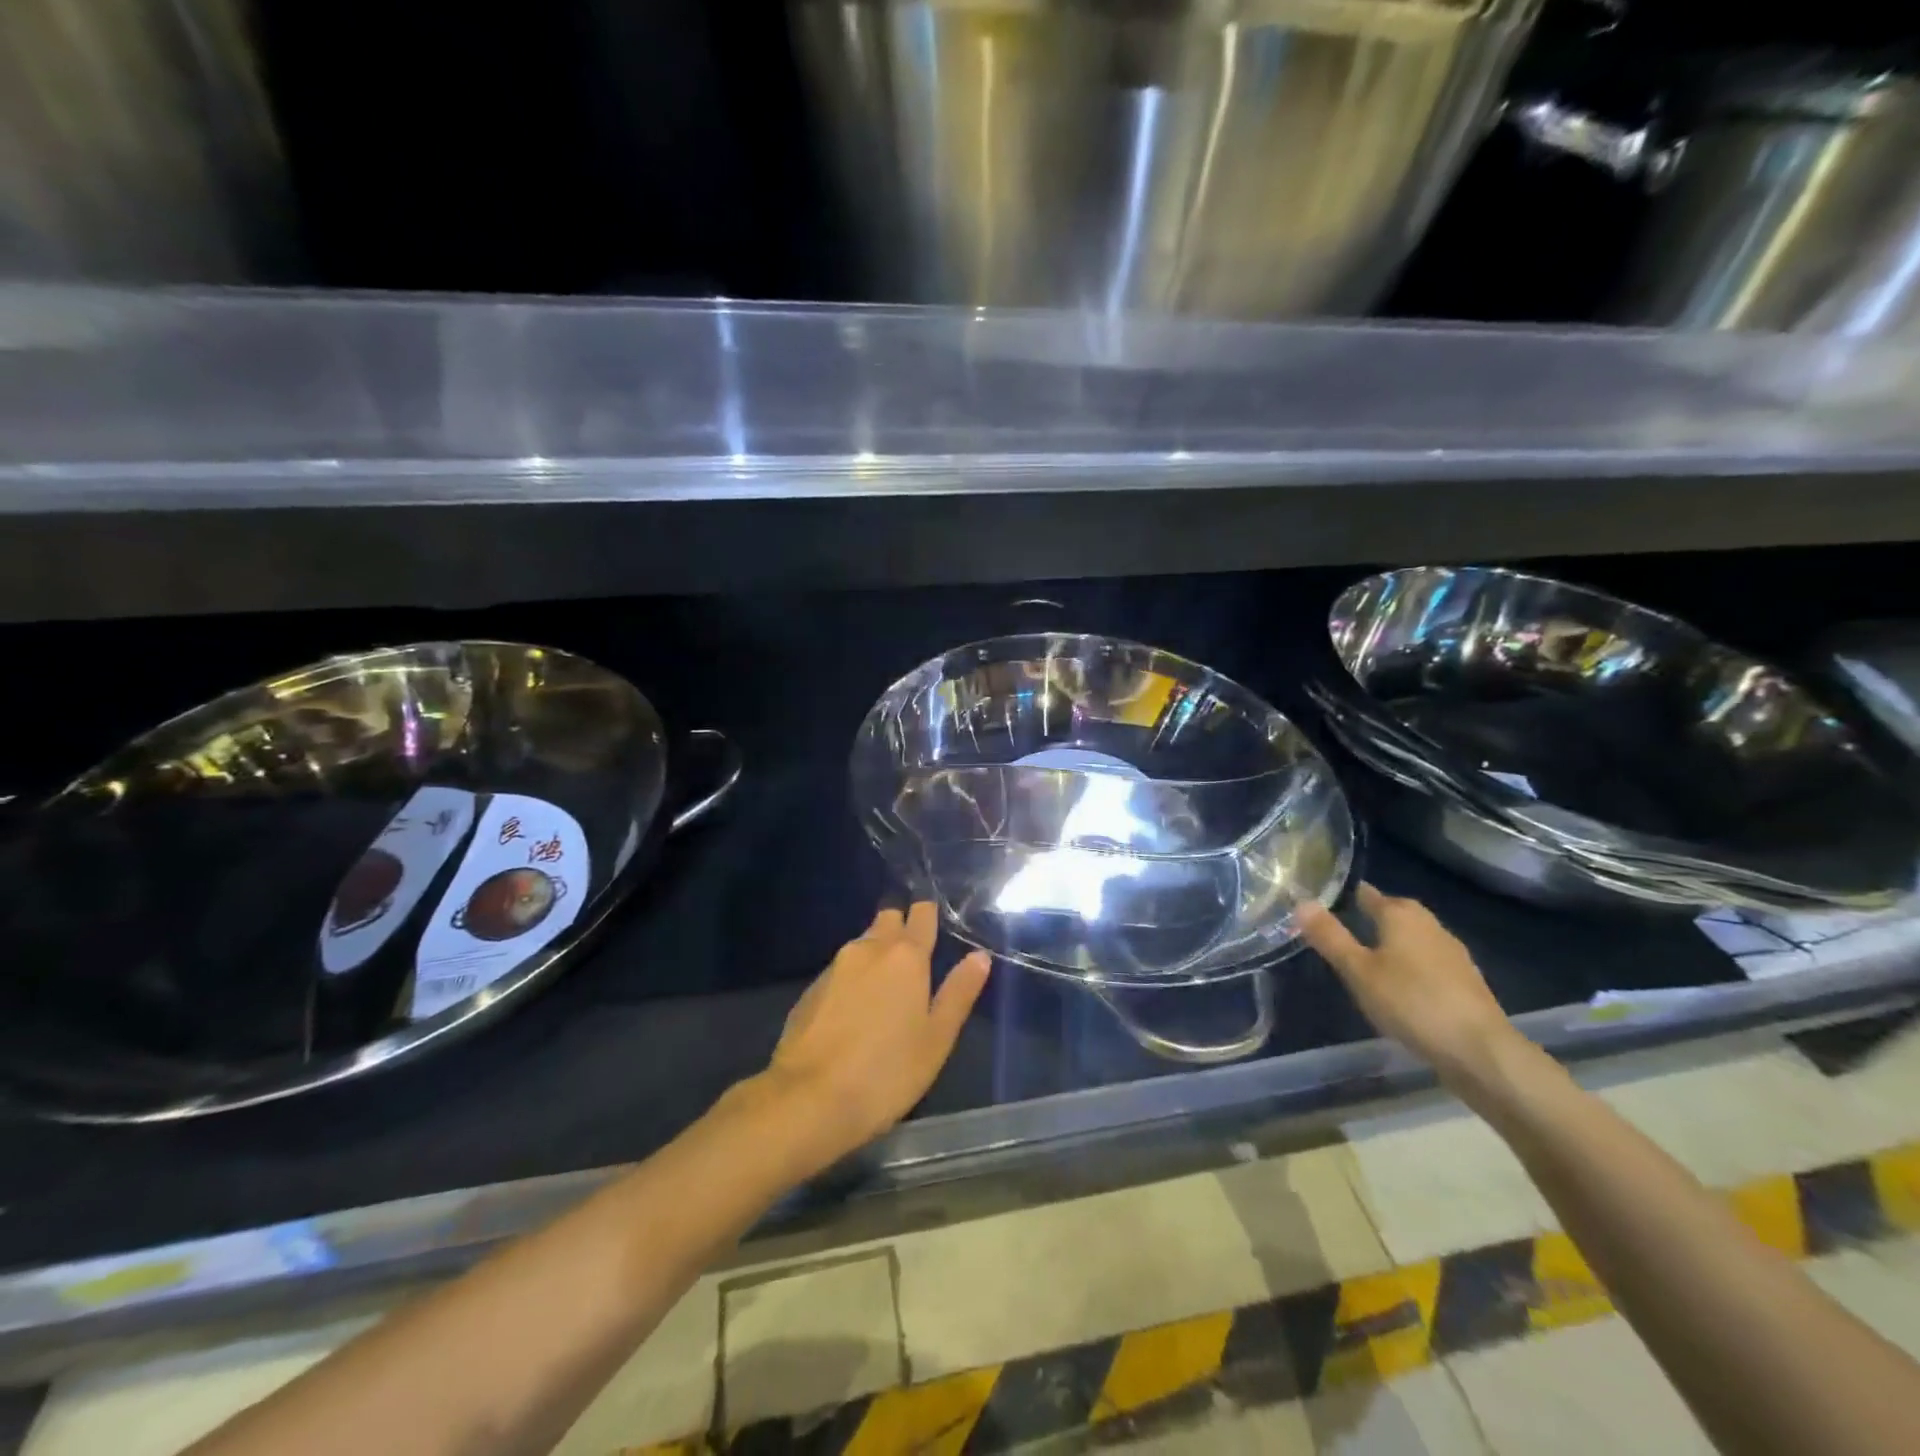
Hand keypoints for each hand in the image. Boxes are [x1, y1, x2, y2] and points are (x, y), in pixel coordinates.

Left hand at [761, 903, 990, 1165]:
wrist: (808, 1099)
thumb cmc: (886, 1071)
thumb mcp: (936, 1039)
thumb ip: (958, 993)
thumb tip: (979, 956)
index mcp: (906, 956)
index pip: (920, 915)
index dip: (928, 914)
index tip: (934, 919)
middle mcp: (868, 949)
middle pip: (888, 920)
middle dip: (900, 927)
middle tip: (914, 953)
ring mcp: (834, 967)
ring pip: (862, 944)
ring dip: (876, 953)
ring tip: (887, 982)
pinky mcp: (810, 989)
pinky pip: (840, 969)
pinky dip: (853, 978)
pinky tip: (855, 1007)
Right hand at [1298, 884, 1514, 1084]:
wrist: (1480, 1050)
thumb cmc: (1411, 1002)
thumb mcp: (1358, 971)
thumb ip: (1330, 937)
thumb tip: (1302, 902)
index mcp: (1401, 916)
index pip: (1370, 895)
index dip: (1350, 895)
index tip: (1330, 899)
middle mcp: (1430, 925)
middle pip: (1398, 912)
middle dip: (1376, 914)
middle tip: (1349, 923)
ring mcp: (1453, 953)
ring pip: (1416, 936)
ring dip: (1397, 940)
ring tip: (1372, 954)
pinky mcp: (1467, 981)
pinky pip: (1431, 960)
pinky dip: (1414, 964)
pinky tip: (1404, 984)